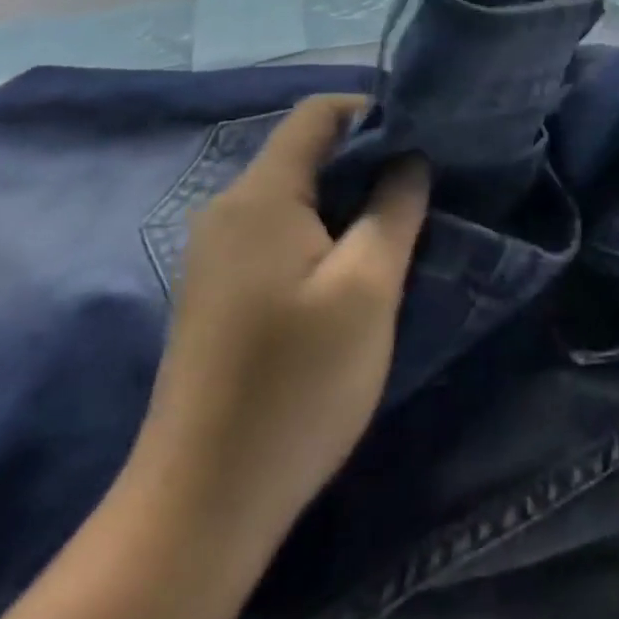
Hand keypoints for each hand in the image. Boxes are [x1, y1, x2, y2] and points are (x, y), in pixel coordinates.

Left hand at [129, 95, 429, 549]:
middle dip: (364, 161)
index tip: (419, 139)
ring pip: (292, 196)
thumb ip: (394, 208)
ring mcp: (215, 252)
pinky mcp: (215, 291)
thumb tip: (409, 158)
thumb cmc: (295, 383)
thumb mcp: (367, 288)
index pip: (317, 113)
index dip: (371, 112)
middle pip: (304, 153)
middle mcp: (228, 208)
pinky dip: (318, 234)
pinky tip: (346, 274)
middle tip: (417, 191)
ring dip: (344, 202)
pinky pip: (275, 234)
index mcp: (260, 194)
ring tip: (392, 231)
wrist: (199, 507)